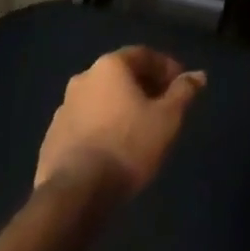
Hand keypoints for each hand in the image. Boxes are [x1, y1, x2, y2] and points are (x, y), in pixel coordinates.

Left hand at [34, 47, 205, 199]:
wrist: (74, 195)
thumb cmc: (127, 145)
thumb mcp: (167, 118)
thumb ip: (183, 92)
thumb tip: (198, 75)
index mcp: (110, 66)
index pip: (144, 55)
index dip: (166, 68)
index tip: (180, 86)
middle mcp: (83, 79)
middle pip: (121, 76)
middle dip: (143, 88)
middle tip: (162, 107)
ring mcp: (63, 110)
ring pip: (101, 101)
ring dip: (120, 109)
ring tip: (138, 131)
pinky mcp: (51, 140)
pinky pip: (85, 124)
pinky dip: (102, 128)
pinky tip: (113, 150)